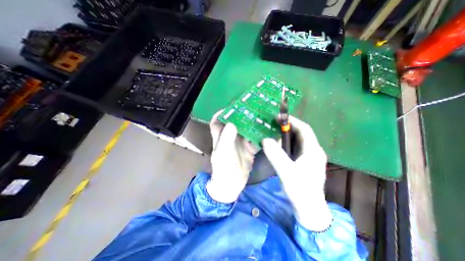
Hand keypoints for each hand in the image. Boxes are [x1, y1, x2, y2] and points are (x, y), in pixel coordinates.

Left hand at [206, 110, 260, 203]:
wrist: (231, 186)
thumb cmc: (222, 169)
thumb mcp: (222, 153)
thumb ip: (226, 138)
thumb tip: (232, 123)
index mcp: (220, 137)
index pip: (217, 121)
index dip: (222, 113)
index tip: (231, 107)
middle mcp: (231, 138)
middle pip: (236, 123)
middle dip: (243, 116)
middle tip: (253, 108)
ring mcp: (241, 144)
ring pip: (248, 130)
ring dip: (254, 125)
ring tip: (264, 117)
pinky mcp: (249, 150)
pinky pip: (256, 140)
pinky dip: (262, 137)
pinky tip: (269, 132)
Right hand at [263, 118, 331, 231]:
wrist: (309, 210)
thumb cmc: (300, 190)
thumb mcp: (286, 172)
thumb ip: (276, 155)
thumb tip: (265, 139)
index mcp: (313, 151)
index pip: (304, 129)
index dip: (292, 121)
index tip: (279, 118)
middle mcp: (313, 151)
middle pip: (301, 134)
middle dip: (288, 127)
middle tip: (273, 124)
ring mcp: (309, 157)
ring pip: (298, 141)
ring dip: (286, 135)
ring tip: (273, 132)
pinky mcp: (304, 162)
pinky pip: (295, 148)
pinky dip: (286, 144)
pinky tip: (278, 145)